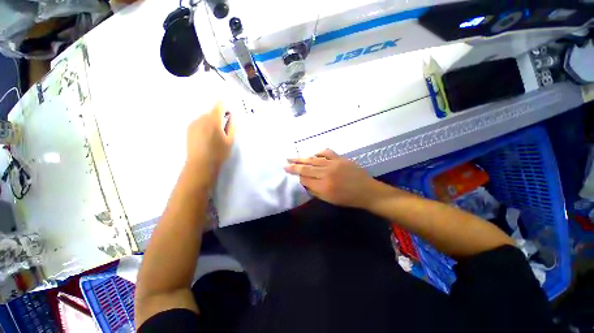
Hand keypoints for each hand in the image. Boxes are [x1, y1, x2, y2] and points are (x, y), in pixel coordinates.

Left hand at [186, 101, 234, 177]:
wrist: (200, 164)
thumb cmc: (219, 153)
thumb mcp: (230, 140)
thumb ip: (231, 126)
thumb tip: (231, 117)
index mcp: (214, 121)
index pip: (218, 106)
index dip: (224, 106)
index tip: (228, 111)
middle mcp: (202, 119)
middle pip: (211, 112)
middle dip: (218, 116)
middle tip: (224, 127)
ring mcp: (193, 124)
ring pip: (205, 117)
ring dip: (211, 121)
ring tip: (215, 134)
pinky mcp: (189, 129)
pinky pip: (199, 122)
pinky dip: (204, 125)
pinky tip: (207, 136)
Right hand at [284, 149, 378, 208]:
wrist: (367, 191)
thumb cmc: (348, 199)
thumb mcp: (329, 200)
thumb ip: (315, 191)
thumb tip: (304, 182)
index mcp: (323, 186)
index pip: (305, 179)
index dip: (297, 176)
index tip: (290, 173)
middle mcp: (326, 173)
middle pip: (306, 168)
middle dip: (294, 166)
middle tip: (285, 163)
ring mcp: (334, 164)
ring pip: (314, 159)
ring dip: (302, 158)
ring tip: (293, 157)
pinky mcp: (340, 158)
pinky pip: (327, 152)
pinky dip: (318, 152)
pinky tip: (313, 154)